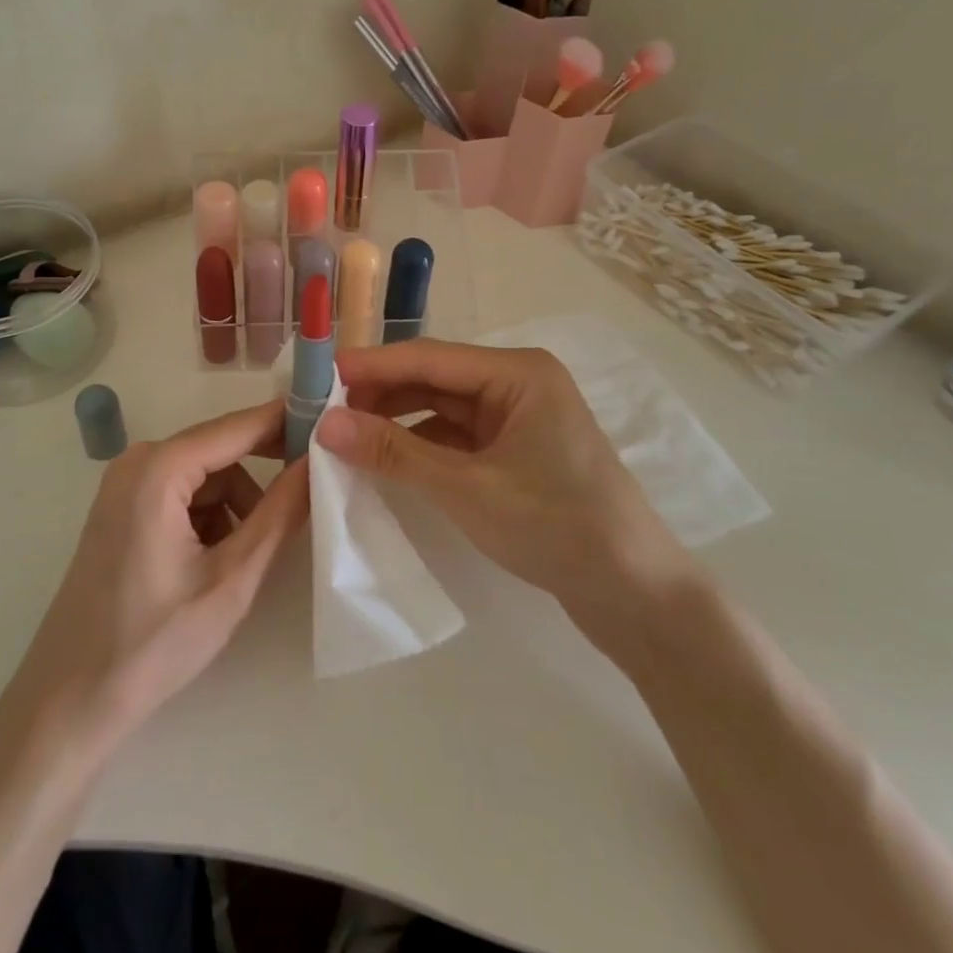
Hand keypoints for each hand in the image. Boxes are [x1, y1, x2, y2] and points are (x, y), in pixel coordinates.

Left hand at [8, 401, 307, 745]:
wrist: (69, 700)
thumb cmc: (153, 642)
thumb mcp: (232, 578)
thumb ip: (280, 514)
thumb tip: (316, 461)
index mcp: (159, 469)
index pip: (238, 427)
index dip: (286, 422)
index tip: (332, 424)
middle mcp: (138, 462)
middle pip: (220, 449)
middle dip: (264, 470)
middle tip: (312, 490)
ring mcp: (124, 485)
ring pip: (205, 475)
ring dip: (237, 503)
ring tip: (249, 555)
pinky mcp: (122, 509)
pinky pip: (182, 493)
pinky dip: (210, 516)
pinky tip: (216, 560)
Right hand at [316, 340, 696, 661]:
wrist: (636, 595)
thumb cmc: (555, 526)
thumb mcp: (466, 488)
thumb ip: (394, 452)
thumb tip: (325, 425)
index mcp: (518, 372)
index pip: (428, 357)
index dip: (371, 366)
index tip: (317, 377)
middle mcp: (519, 383)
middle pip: (435, 378)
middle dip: (381, 395)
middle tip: (324, 413)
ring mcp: (520, 418)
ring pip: (443, 408)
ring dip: (398, 420)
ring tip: (347, 436)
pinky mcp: (518, 452)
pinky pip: (457, 436)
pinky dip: (422, 445)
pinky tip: (388, 458)